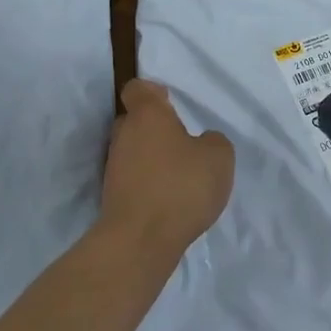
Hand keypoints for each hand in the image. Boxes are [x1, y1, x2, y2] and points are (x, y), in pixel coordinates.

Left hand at [99, 79, 234, 255]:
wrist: (140, 241)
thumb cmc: (181, 186)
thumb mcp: (219, 157)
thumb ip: (213, 141)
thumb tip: (201, 143)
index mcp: (147, 115)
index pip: (137, 89)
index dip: (153, 92)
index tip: (170, 102)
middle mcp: (124, 135)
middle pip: (134, 121)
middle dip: (154, 128)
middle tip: (181, 141)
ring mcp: (114, 167)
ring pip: (133, 151)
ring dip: (152, 158)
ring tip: (179, 175)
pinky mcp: (112, 197)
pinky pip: (133, 178)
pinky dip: (148, 183)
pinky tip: (169, 199)